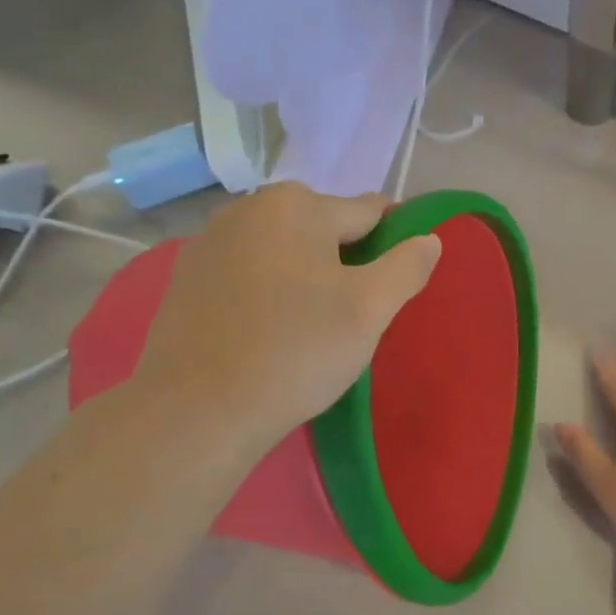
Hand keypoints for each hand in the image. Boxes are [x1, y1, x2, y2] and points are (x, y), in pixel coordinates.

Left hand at [125, 182, 440, 460]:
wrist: (197, 410)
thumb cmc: (295, 351)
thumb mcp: (370, 309)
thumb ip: (407, 266)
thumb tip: (428, 239)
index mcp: (296, 204)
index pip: (369, 212)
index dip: (391, 246)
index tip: (391, 287)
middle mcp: (248, 207)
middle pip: (323, 227)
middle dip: (345, 261)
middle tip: (350, 317)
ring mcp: (210, 241)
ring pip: (284, 250)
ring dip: (305, 276)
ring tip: (308, 328)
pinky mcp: (187, 277)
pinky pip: (248, 272)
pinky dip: (267, 291)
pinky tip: (267, 332)